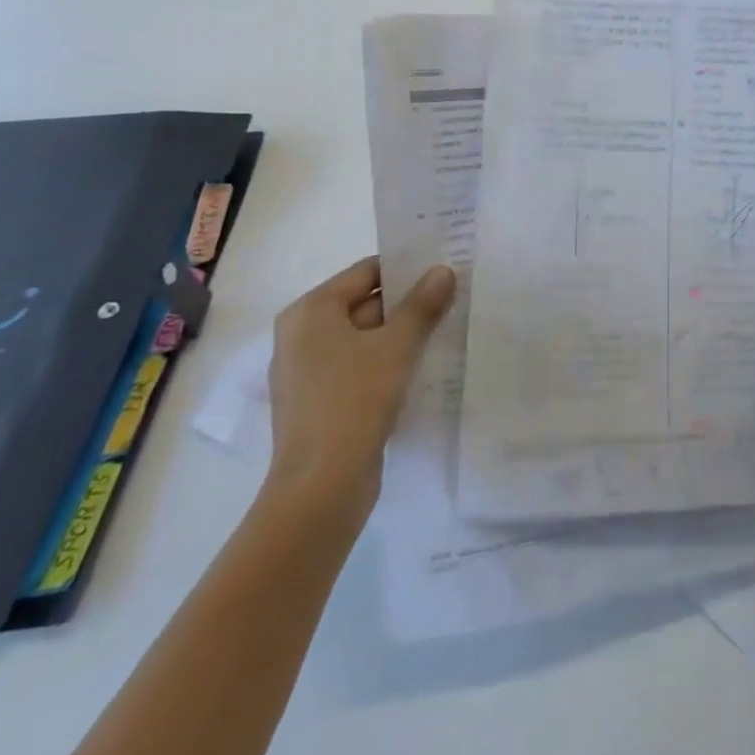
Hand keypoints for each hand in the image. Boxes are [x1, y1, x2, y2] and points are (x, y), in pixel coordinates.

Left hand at [263, 256, 455, 528]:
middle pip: (364, 303)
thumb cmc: (353, 400)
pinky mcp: (319, 402)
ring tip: (445, 330)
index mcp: (310, 311)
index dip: (406, 268)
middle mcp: (301, 335)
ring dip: (401, 335)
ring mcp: (307, 371)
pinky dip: (386, 363)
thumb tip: (443, 270)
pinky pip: (358, 367)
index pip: (366, 272)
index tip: (444, 269)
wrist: (321, 487)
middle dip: (408, 303)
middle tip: (453, 298)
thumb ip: (421, 305)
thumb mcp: (396, 346)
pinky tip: (422, 368)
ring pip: (364, 338)